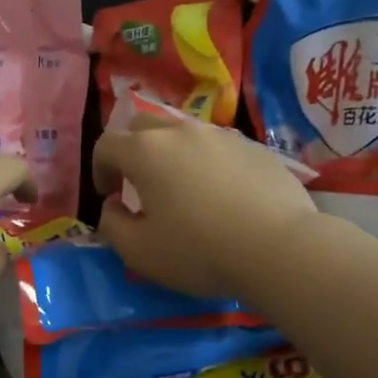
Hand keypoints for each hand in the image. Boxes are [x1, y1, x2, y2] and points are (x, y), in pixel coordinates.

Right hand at [92, 114, 314, 299]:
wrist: (278, 248)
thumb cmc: (199, 251)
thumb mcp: (139, 252)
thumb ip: (112, 225)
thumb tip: (113, 207)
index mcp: (146, 151)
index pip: (107, 144)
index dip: (100, 169)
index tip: (110, 196)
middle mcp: (181, 132)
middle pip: (143, 126)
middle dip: (132, 150)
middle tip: (139, 184)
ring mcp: (223, 136)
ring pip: (185, 133)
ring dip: (172, 154)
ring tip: (183, 189)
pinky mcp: (256, 148)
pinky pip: (220, 148)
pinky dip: (209, 164)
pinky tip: (223, 196)